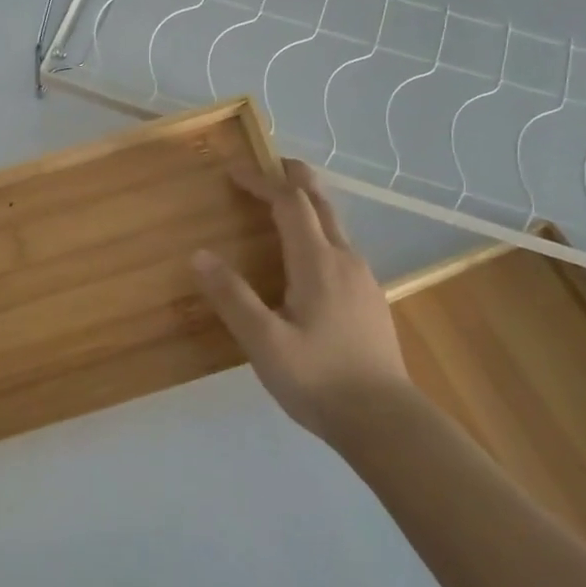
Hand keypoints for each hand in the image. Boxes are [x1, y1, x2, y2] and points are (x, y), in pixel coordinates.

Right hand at [191, 159, 416, 445]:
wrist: (385, 422)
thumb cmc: (318, 379)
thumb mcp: (264, 342)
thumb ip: (232, 296)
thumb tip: (200, 254)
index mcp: (318, 263)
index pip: (289, 204)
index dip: (262, 181)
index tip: (234, 171)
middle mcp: (345, 260)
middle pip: (321, 204)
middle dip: (295, 178)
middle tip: (270, 164)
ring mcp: (363, 280)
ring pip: (335, 226)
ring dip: (307, 205)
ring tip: (281, 206)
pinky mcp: (370, 300)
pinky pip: (340, 249)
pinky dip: (318, 232)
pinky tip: (306, 258)